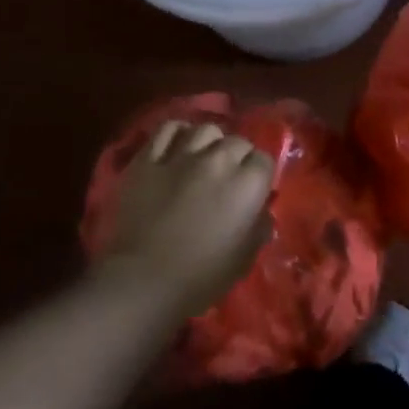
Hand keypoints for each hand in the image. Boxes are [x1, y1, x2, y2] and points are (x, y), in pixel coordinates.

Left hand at [98, 121, 274, 318]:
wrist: (143, 280)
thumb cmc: (201, 277)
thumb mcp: (245, 258)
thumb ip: (259, 226)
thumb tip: (261, 209)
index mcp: (246, 184)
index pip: (264, 160)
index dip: (259, 175)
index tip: (252, 190)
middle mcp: (218, 159)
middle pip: (237, 142)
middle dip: (238, 157)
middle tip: (228, 178)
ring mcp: (180, 155)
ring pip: (204, 129)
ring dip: (210, 142)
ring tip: (204, 158)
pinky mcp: (148, 158)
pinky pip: (167, 129)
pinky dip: (177, 133)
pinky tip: (177, 145)